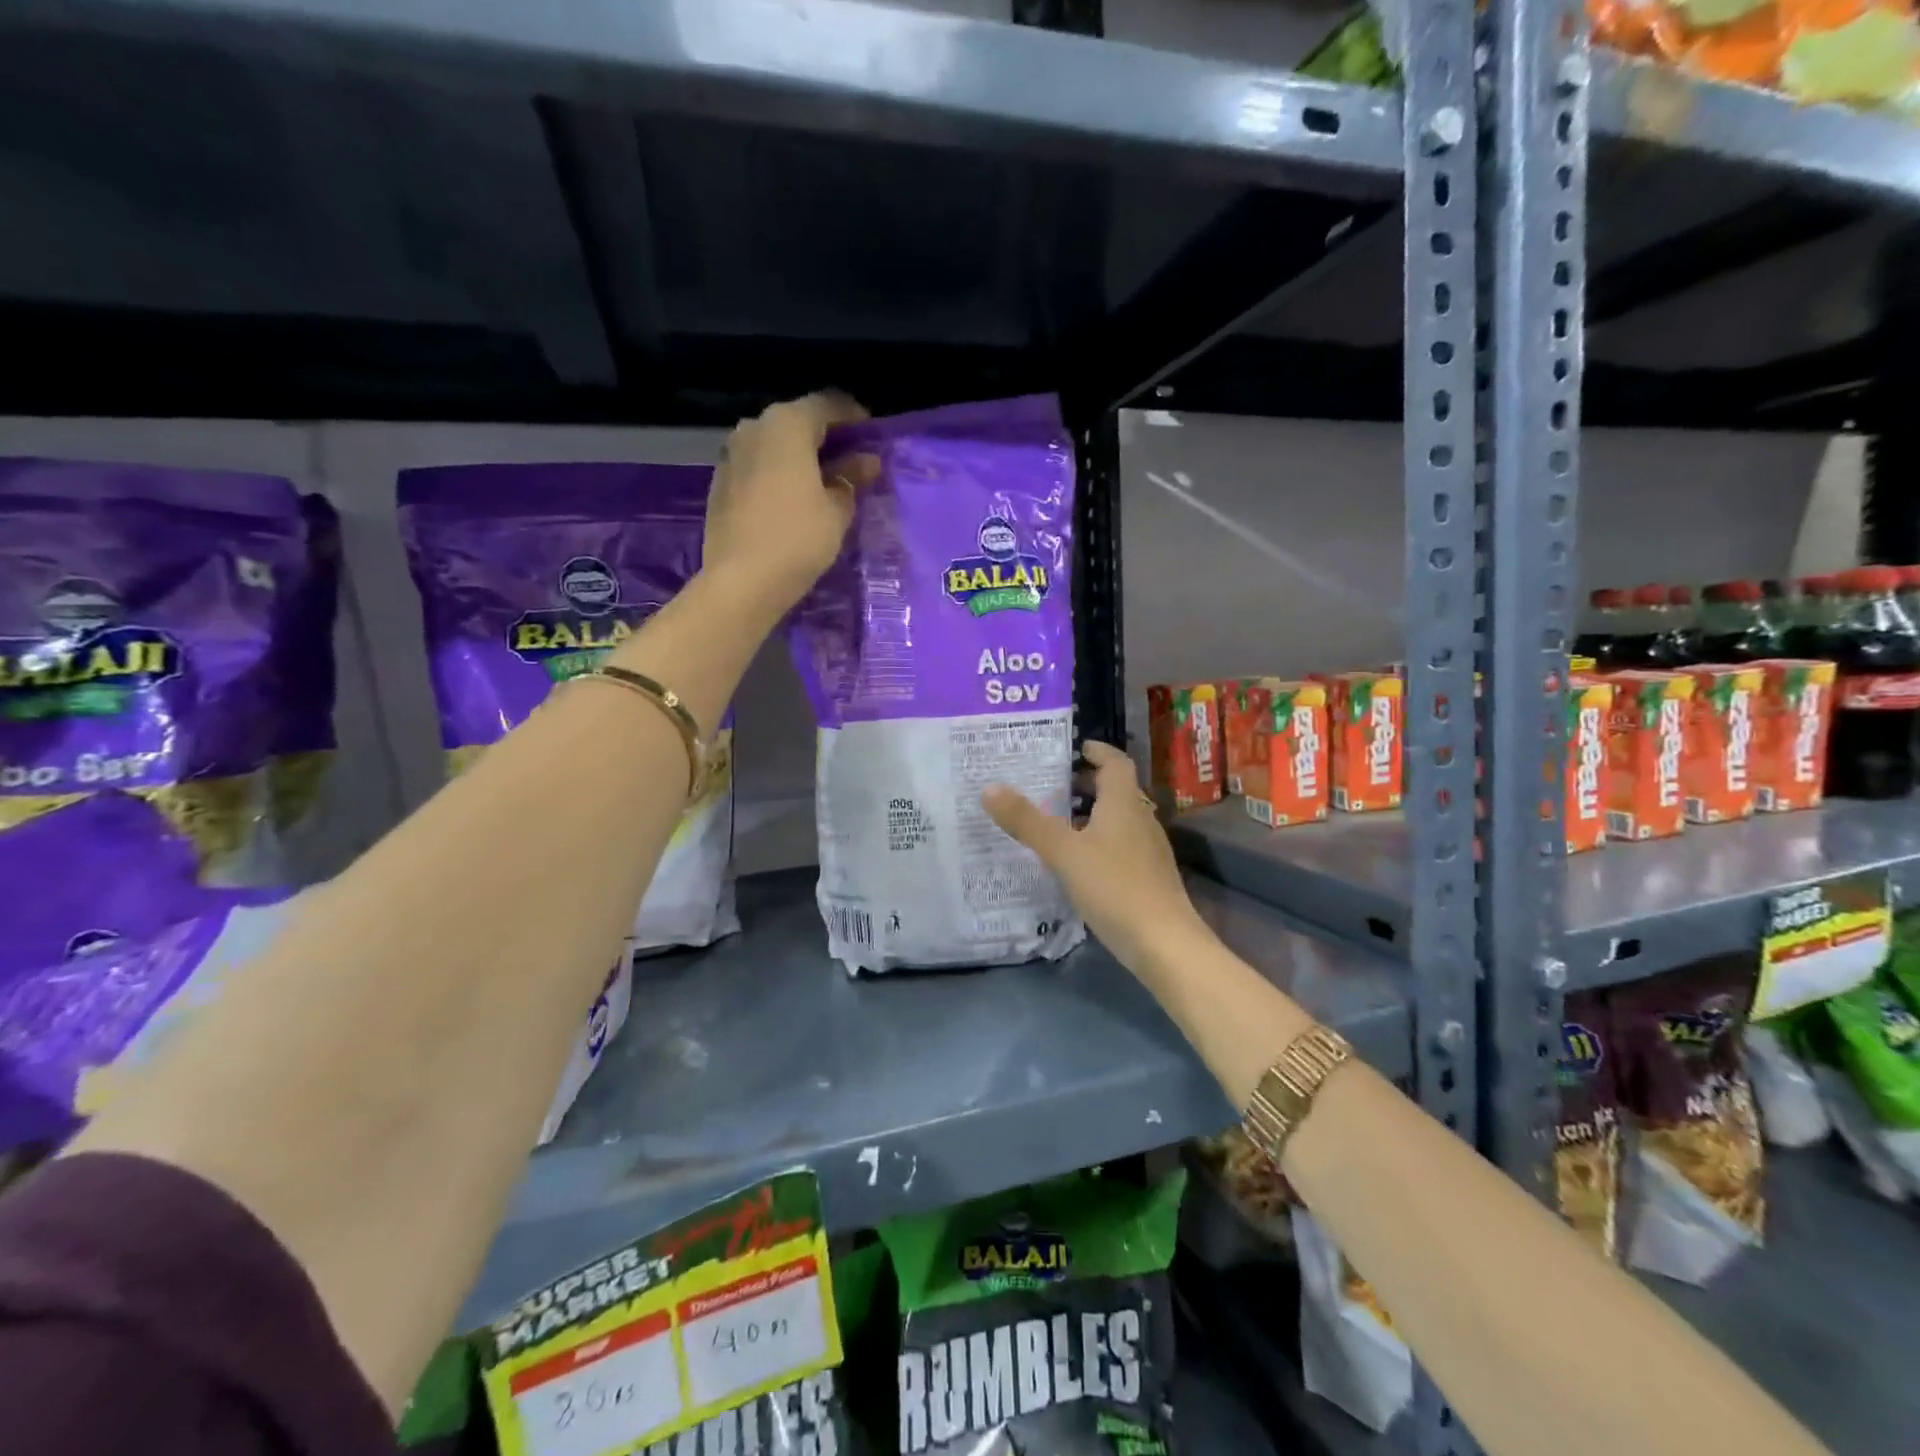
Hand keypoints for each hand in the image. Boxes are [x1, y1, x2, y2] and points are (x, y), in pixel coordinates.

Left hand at [701, 392, 881, 615]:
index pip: (827, 404)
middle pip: (797, 421)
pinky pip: (758, 466)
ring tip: (824, 480)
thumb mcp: (837, 510)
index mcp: (787, 424)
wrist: (741, 581)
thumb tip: (867, 462)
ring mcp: (732, 454)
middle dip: (826, 436)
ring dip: (800, 455)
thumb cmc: (798, 539)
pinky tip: (794, 497)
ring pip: (775, 444)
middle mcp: (754, 428)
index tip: (872, 434)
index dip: (853, 416)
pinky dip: (779, 472)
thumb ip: (852, 478)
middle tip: (852, 459)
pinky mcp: (720, 482)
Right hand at [983, 740, 1202, 971]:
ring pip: (1117, 819)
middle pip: (1116, 790)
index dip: (1097, 751)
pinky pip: (1119, 845)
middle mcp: (1140, 819)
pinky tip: (1074, 861)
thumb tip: (990, 788)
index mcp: (1124, 803)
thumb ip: (1027, 821)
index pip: (1116, 762)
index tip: (1074, 747)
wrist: (1163, 943)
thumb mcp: (1063, 852)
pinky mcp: (1146, 877)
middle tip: (1051, 785)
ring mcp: (1147, 850)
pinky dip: (1096, 841)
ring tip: (1055, 821)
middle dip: (1086, 783)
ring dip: (1089, 814)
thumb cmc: (1114, 886)